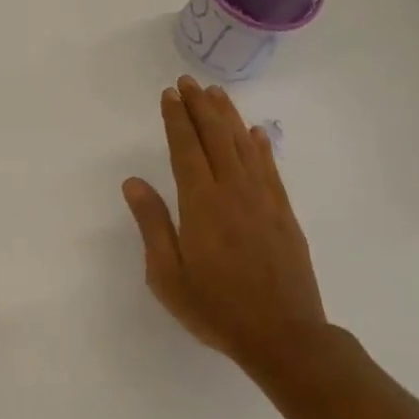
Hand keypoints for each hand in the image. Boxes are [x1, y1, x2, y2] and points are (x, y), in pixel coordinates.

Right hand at [122, 76, 330, 379]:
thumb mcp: (166, 274)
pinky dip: (262, 146)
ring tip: (216, 93)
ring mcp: (264, 201)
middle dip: (200, 107)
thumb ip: (151, 224)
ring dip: (228, 117)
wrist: (284, 337)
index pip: (185, 149)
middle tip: (188, 81)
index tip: (169, 95)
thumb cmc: (215, 308)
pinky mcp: (284, 214)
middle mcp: (234, 192)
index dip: (176, 119)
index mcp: (201, 204)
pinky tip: (256, 132)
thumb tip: (134, 181)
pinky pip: (271, 169)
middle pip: (216, 138)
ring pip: (244, 146)